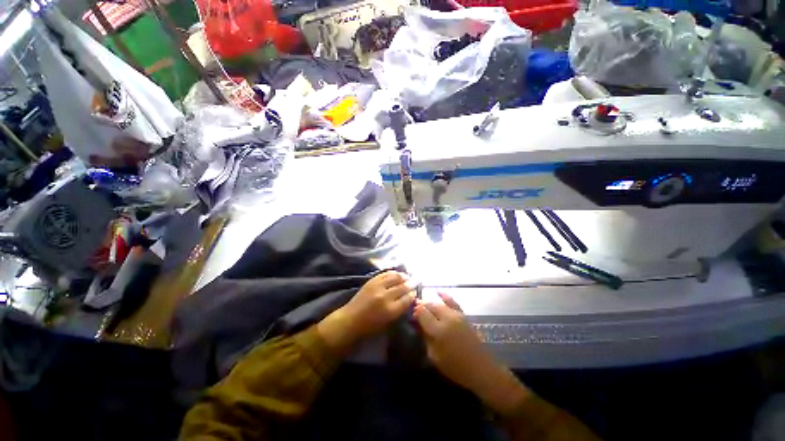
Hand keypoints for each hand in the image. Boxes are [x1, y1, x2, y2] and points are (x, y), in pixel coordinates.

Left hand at [318, 271, 415, 350]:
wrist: (351, 319)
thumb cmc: (370, 326)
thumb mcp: (388, 322)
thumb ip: (400, 309)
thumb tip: (409, 298)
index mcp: (391, 310)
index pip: (407, 299)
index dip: (413, 294)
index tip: (415, 292)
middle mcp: (386, 297)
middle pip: (403, 287)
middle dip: (411, 284)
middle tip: (414, 282)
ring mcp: (378, 287)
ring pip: (396, 277)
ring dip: (403, 276)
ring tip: (407, 277)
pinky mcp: (372, 281)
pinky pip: (386, 273)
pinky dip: (393, 273)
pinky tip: (397, 274)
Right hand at [414, 293, 530, 414]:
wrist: (480, 368)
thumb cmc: (455, 367)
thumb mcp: (435, 356)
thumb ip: (425, 338)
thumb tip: (418, 325)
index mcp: (438, 330)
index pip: (422, 313)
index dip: (415, 312)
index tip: (412, 315)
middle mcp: (447, 318)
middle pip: (430, 305)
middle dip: (421, 306)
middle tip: (416, 311)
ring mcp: (456, 315)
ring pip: (439, 303)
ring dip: (430, 303)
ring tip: (424, 305)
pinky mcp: (463, 315)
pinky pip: (452, 301)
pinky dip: (444, 295)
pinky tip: (438, 292)